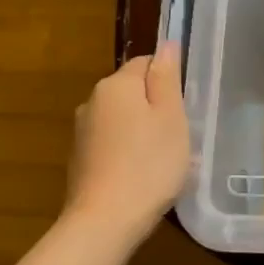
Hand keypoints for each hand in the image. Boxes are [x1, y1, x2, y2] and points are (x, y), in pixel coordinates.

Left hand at [66, 42, 189, 239]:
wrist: (106, 219)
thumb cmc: (150, 164)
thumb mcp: (171, 117)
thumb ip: (167, 78)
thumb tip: (167, 44)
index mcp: (116, 85)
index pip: (145, 63)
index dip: (168, 81)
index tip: (183, 108)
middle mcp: (92, 101)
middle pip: (132, 91)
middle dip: (154, 107)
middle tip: (179, 135)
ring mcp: (82, 132)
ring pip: (121, 118)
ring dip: (141, 130)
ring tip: (162, 158)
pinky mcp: (80, 159)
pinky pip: (111, 143)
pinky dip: (127, 151)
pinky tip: (141, 174)